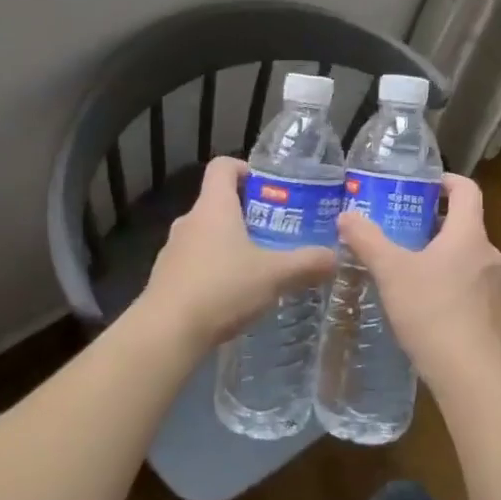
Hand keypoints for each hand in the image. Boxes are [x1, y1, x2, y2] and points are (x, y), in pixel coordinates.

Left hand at [140, 157, 337, 349]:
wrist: (166, 333)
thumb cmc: (222, 289)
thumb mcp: (274, 275)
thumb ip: (307, 263)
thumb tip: (335, 257)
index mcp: (214, 206)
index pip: (223, 166)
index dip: (246, 168)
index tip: (270, 187)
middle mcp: (190, 220)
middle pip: (218, 201)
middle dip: (248, 213)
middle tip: (278, 231)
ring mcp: (173, 250)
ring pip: (207, 234)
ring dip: (231, 243)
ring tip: (260, 266)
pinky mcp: (166, 278)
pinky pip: (196, 262)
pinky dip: (215, 269)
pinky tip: (234, 295)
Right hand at [337, 173, 500, 395]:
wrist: (469, 373)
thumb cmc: (431, 310)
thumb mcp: (391, 271)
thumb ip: (367, 240)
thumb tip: (346, 216)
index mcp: (469, 234)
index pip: (467, 190)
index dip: (447, 180)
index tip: (423, 184)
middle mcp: (488, 254)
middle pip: (465, 224)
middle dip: (434, 221)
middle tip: (401, 227)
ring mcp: (494, 286)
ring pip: (466, 257)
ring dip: (441, 254)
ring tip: (407, 266)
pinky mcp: (493, 315)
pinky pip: (469, 286)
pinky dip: (448, 283)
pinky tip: (423, 304)